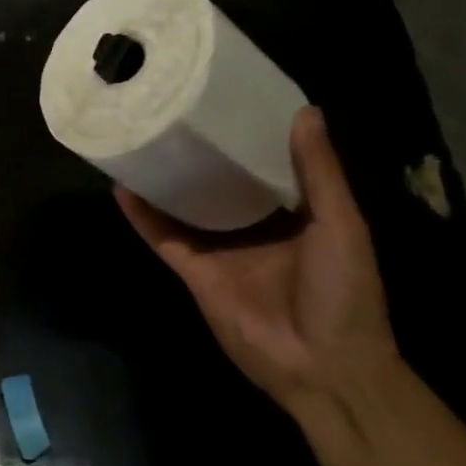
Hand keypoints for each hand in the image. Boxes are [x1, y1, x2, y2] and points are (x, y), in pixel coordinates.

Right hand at [115, 107, 396, 417]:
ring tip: (140, 138)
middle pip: (218, 181)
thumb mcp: (341, 224)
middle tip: (174, 110)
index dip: (247, 135)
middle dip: (200, 152)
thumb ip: (319, 172)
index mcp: (293, 213)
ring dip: (164, 178)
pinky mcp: (194, 270)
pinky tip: (121, 185)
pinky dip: (141, 215)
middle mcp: (253, 226)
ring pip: (184, 205)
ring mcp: (220, 249)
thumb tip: (305, 111)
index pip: (265, 164)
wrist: (323, 366)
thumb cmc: (343, 292)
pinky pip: (163, 236)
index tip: (225, 99)